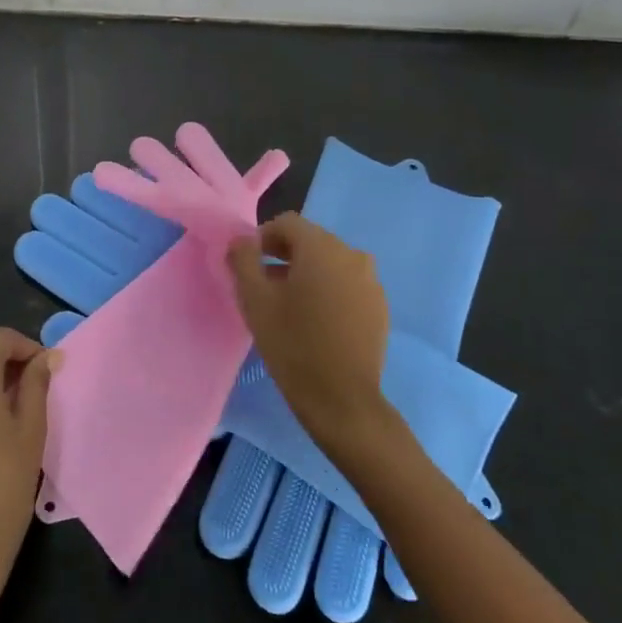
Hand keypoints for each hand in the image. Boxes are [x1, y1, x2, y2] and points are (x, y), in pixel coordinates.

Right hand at [227, 214, 390, 453]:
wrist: (341, 399)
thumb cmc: (292, 344)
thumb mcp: (254, 300)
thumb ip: (243, 259)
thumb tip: (241, 240)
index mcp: (322, 247)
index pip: (287, 223)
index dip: (262, 238)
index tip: (248, 266)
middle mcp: (352, 255)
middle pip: (310, 241)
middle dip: (284, 256)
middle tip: (263, 286)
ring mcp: (371, 281)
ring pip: (330, 264)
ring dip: (306, 274)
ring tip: (288, 305)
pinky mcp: (379, 306)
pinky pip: (347, 284)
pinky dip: (328, 291)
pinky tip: (316, 321)